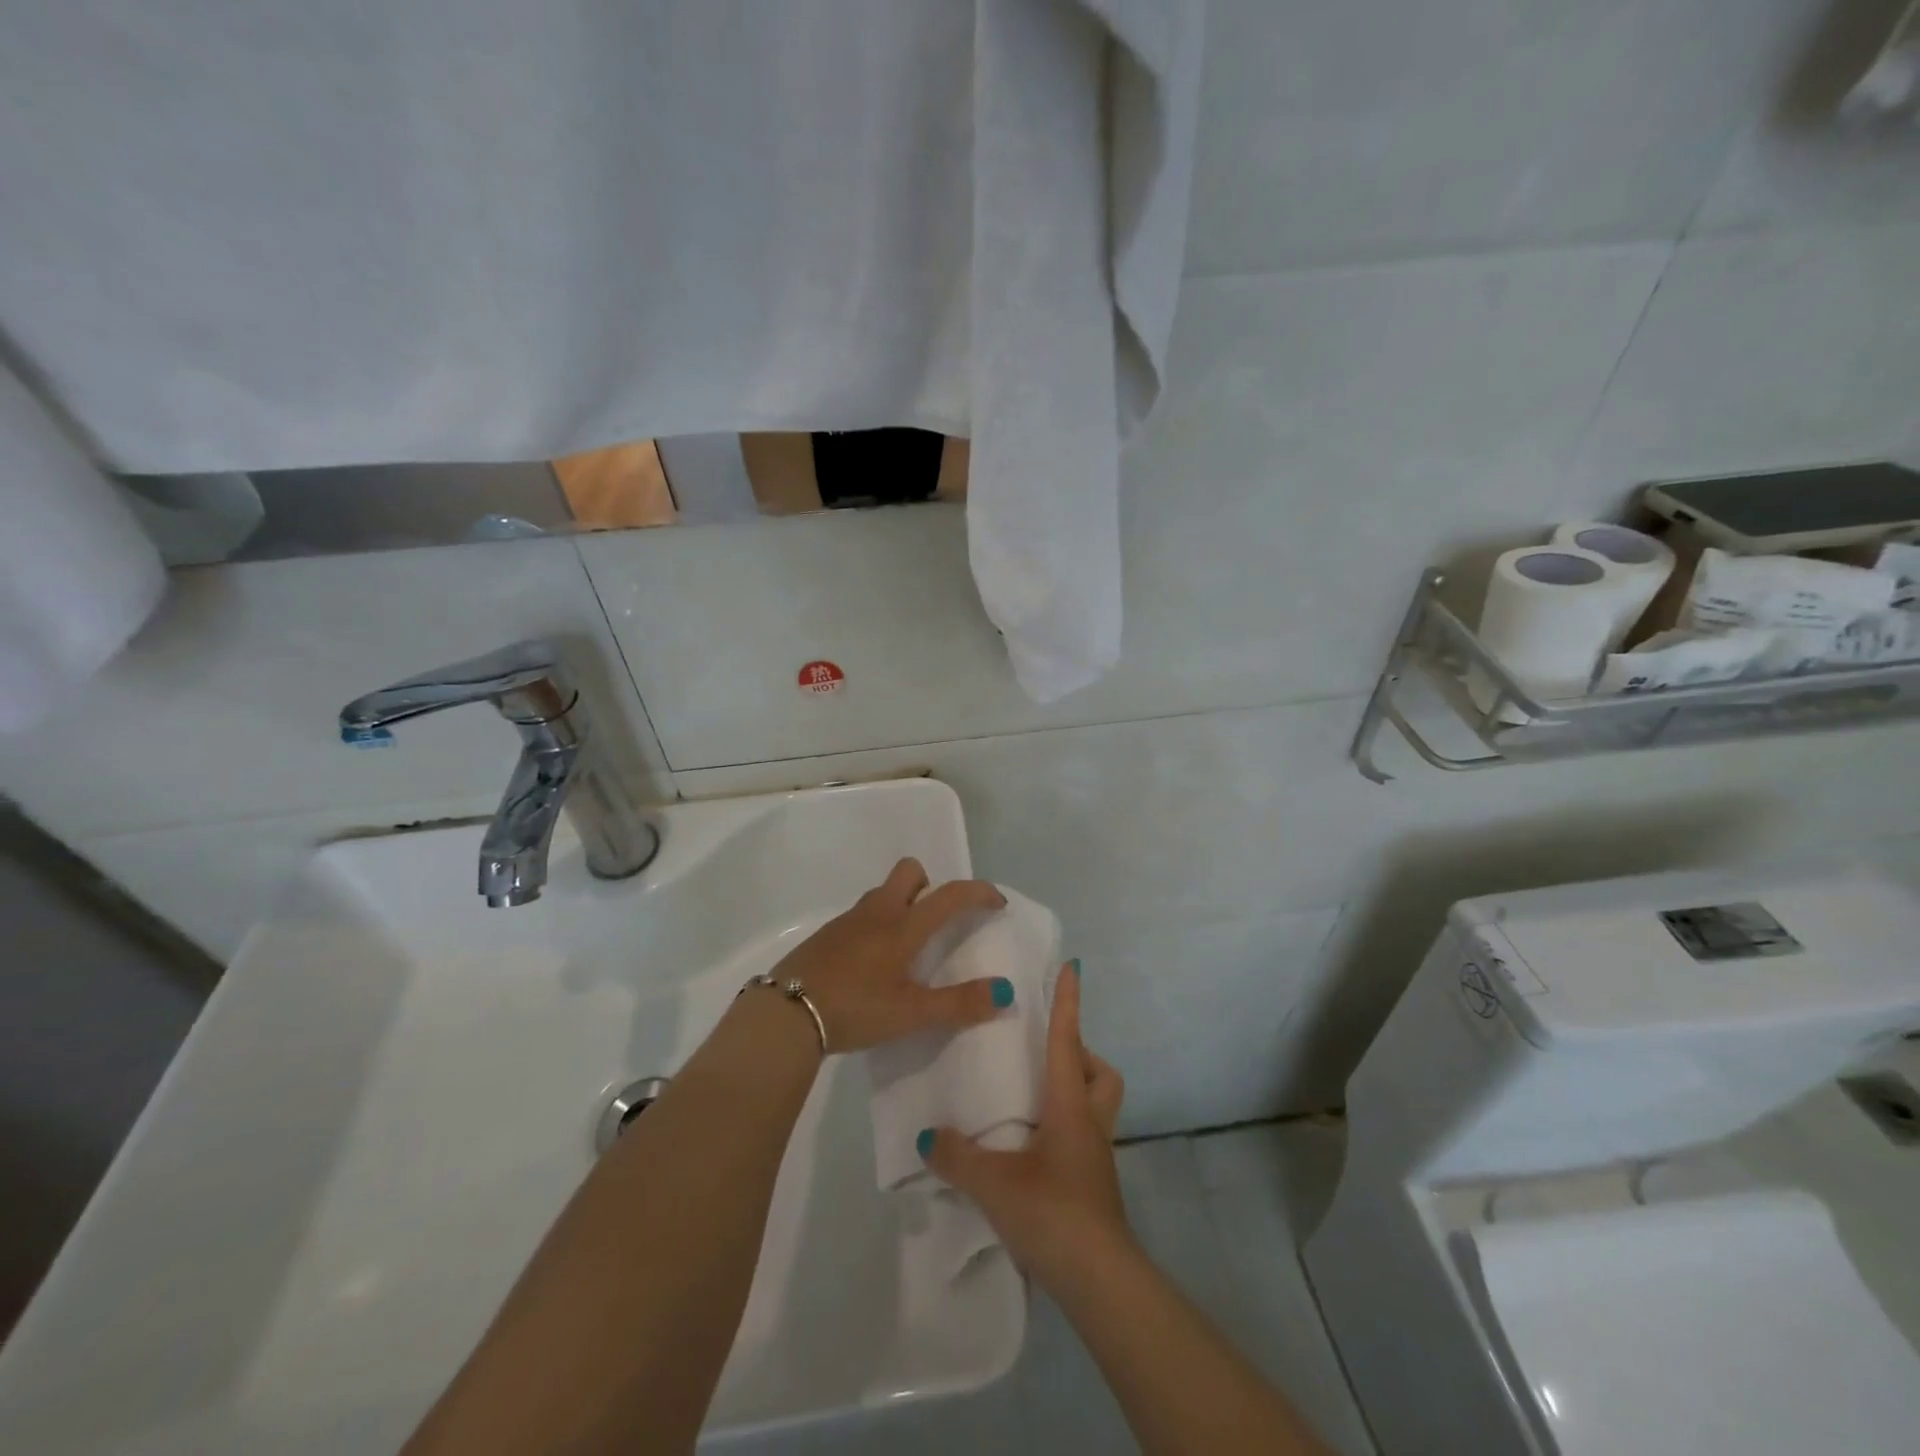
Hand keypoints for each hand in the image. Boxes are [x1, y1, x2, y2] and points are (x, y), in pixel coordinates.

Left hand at [769, 858, 1011, 1053]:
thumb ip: (959, 1004)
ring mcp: (847, 921)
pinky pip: (861, 915)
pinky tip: (871, 964)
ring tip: (906, 948)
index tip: (997, 903)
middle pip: (909, 871)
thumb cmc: (856, 1008)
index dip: (979, 893)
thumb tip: (1004, 992)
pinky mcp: (826, 935)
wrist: (785, 1014)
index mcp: (903, 927)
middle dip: (930, 885)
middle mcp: (877, 912)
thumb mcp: (912, 1014)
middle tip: (937, 922)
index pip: (950, 895)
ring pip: (883, 893)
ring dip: (901, 905)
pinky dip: (876, 925)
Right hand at [922, 962, 1130, 1289]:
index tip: (1072, 968)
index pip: (1069, 1040)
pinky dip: (1064, 1125)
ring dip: (1075, 1089)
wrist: (1099, 1280)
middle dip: (1080, 1054)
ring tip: (1033, 1096)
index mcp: (1069, 1105)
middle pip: (1100, 1072)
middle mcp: (1089, 1122)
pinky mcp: (1094, 1183)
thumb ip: (957, 1156)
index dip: (1069, 1002)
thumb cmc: (1052, 1213)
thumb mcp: (994, 1183)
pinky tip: (1032, 1145)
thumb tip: (928, 1135)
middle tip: (1043, 1054)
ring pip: (1097, 1104)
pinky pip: (1084, 1135)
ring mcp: (1096, 1155)